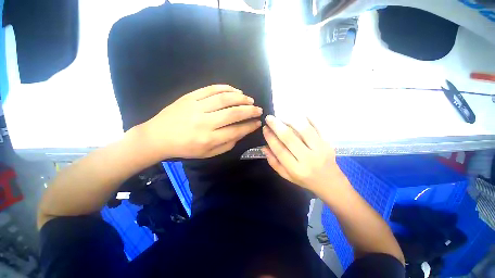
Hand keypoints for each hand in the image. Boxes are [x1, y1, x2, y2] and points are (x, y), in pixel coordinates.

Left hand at [144, 84, 262, 158]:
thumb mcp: (208, 154)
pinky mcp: (190, 97)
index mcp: (209, 139)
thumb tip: (241, 133)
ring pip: (224, 98)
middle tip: (258, 109)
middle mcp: (204, 122)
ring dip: (240, 98)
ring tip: (249, 99)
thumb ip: (227, 145)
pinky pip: (211, 89)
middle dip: (250, 110)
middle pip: (233, 113)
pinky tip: (235, 90)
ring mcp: (196, 107)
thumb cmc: (185, 148)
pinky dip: (226, 88)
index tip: (258, 122)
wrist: (158, 137)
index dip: (250, 126)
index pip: (236, 131)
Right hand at [261, 115, 346, 193]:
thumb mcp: (287, 176)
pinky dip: (309, 118)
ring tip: (282, 115)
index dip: (270, 138)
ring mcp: (320, 149)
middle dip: (277, 126)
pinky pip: (318, 127)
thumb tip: (264, 147)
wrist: (330, 182)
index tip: (265, 128)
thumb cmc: (305, 180)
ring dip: (291, 120)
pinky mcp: (328, 143)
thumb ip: (274, 162)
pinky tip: (299, 114)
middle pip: (290, 138)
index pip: (280, 150)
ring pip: (304, 130)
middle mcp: (308, 159)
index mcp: (296, 169)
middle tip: (269, 118)